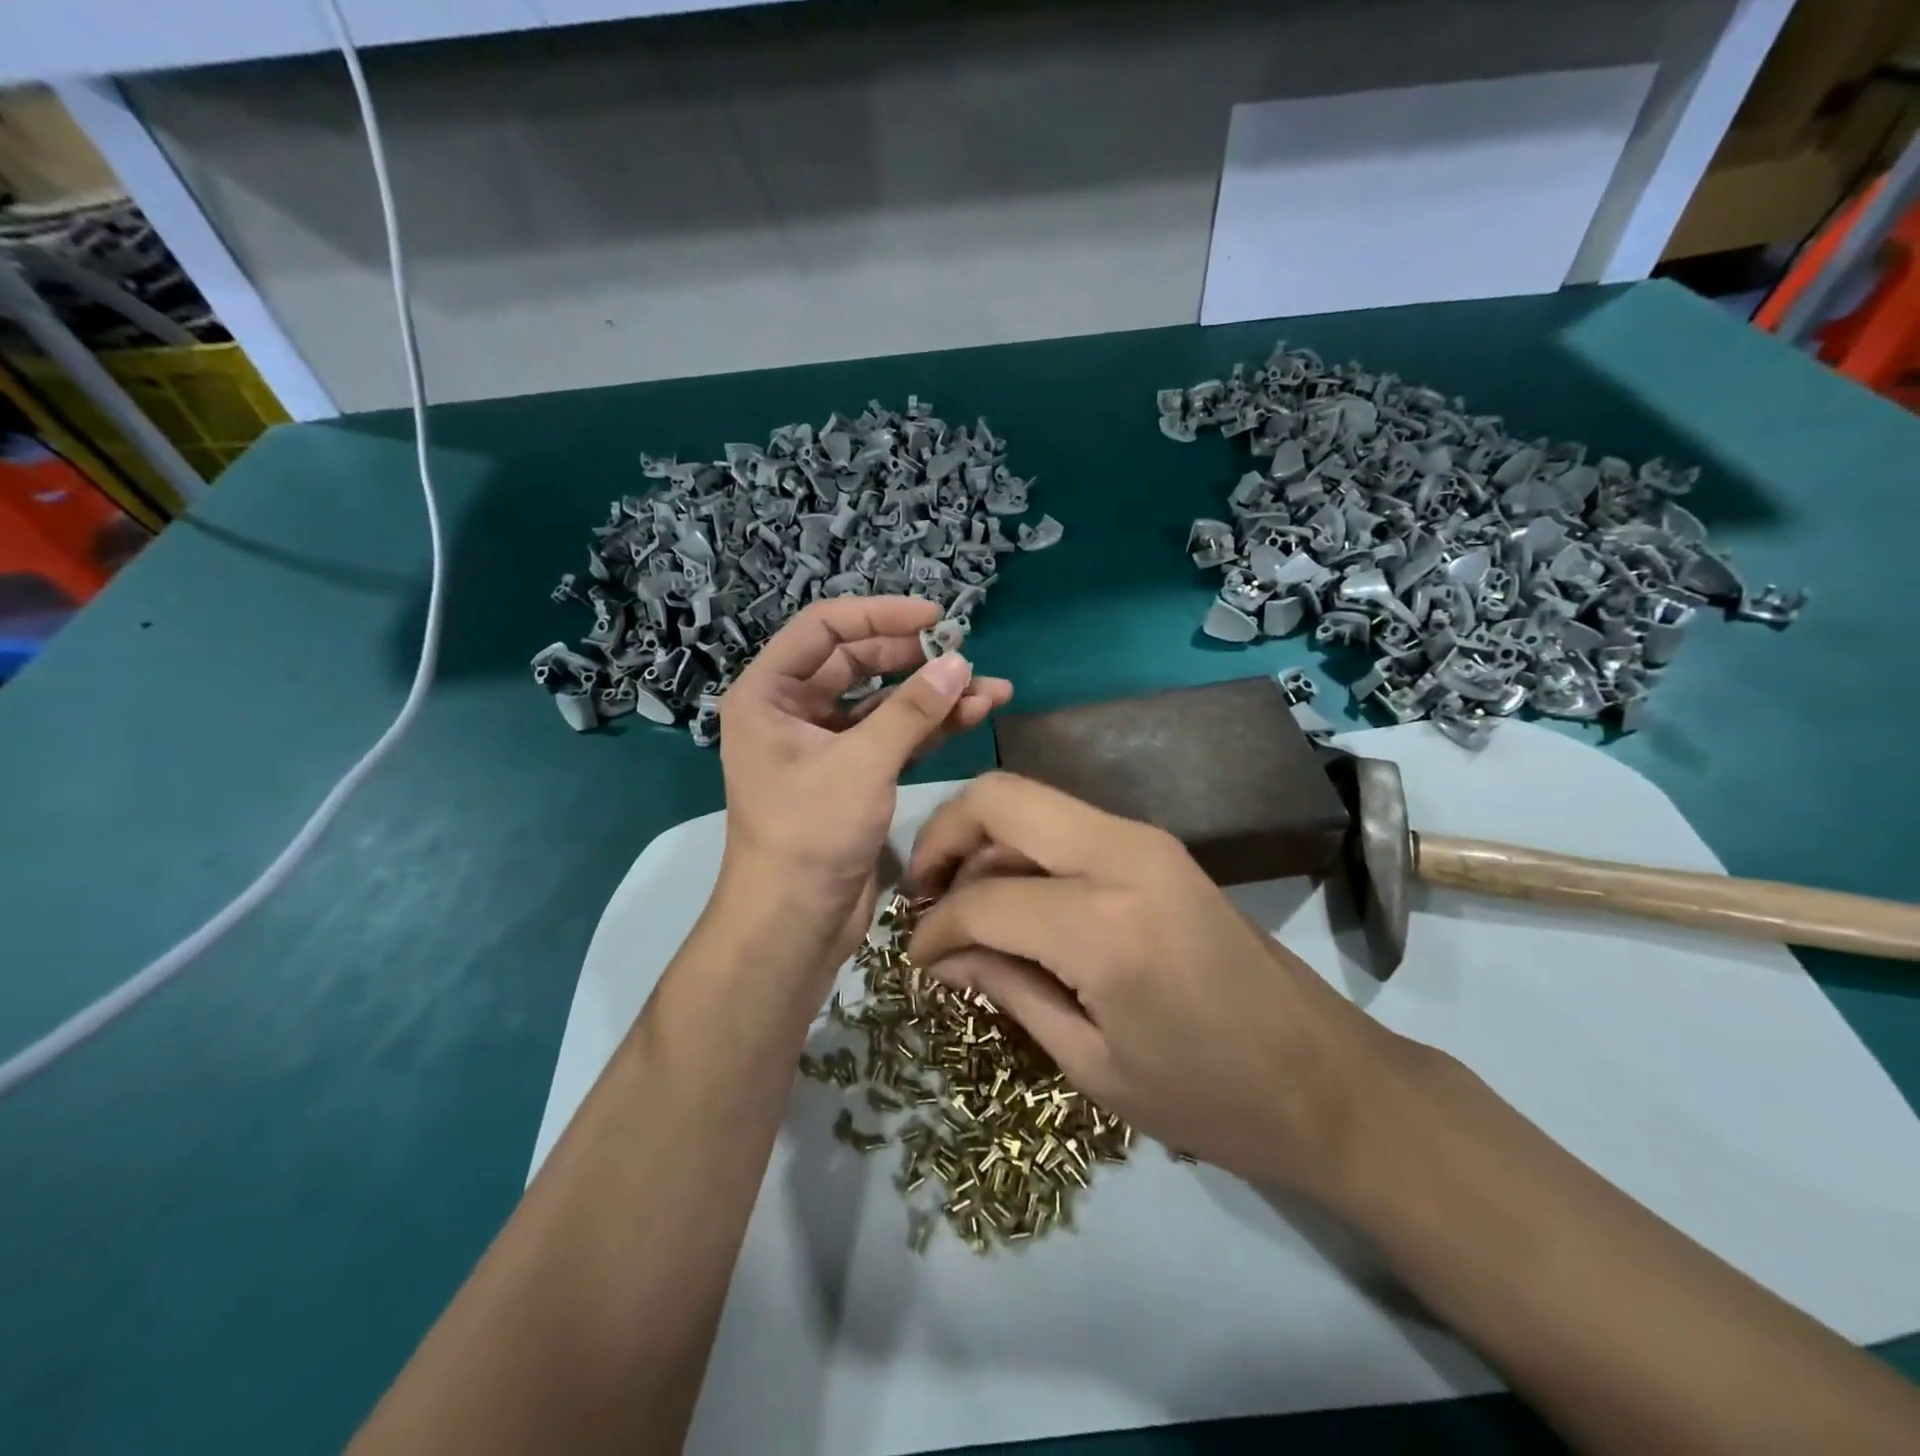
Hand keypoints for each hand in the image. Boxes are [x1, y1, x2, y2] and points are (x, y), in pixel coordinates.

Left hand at [715, 597, 1011, 969]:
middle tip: (964, 656)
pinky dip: (930, 728)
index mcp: (769, 694)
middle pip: (858, 663)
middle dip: (914, 659)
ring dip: (933, 696)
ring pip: (884, 703)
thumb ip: (912, 710)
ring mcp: (826, 744)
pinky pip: (894, 737)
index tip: (934, 617)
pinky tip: (974, 716)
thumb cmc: (810, 834)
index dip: (879, 615)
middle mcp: (793, 711)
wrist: (795, 922)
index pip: (824, 628)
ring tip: (991, 689)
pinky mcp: (854, 774)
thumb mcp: (862, 763)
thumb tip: (960, 663)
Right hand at [906, 772, 1405, 1199]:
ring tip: (962, 904)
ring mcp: (1145, 839)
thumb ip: (1008, 988)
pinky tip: (1014, 901)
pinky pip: (1066, 825)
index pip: (982, 898)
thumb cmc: (1208, 1099)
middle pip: (1000, 797)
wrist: (1325, 1080)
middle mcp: (1123, 854)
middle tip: (922, 895)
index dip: (934, 928)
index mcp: (1104, 924)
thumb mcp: (1090, 1063)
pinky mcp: (1157, 846)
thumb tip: (943, 953)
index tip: (915, 959)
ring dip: (983, 840)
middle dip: (943, 836)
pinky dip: (1024, 849)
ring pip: (1032, 801)